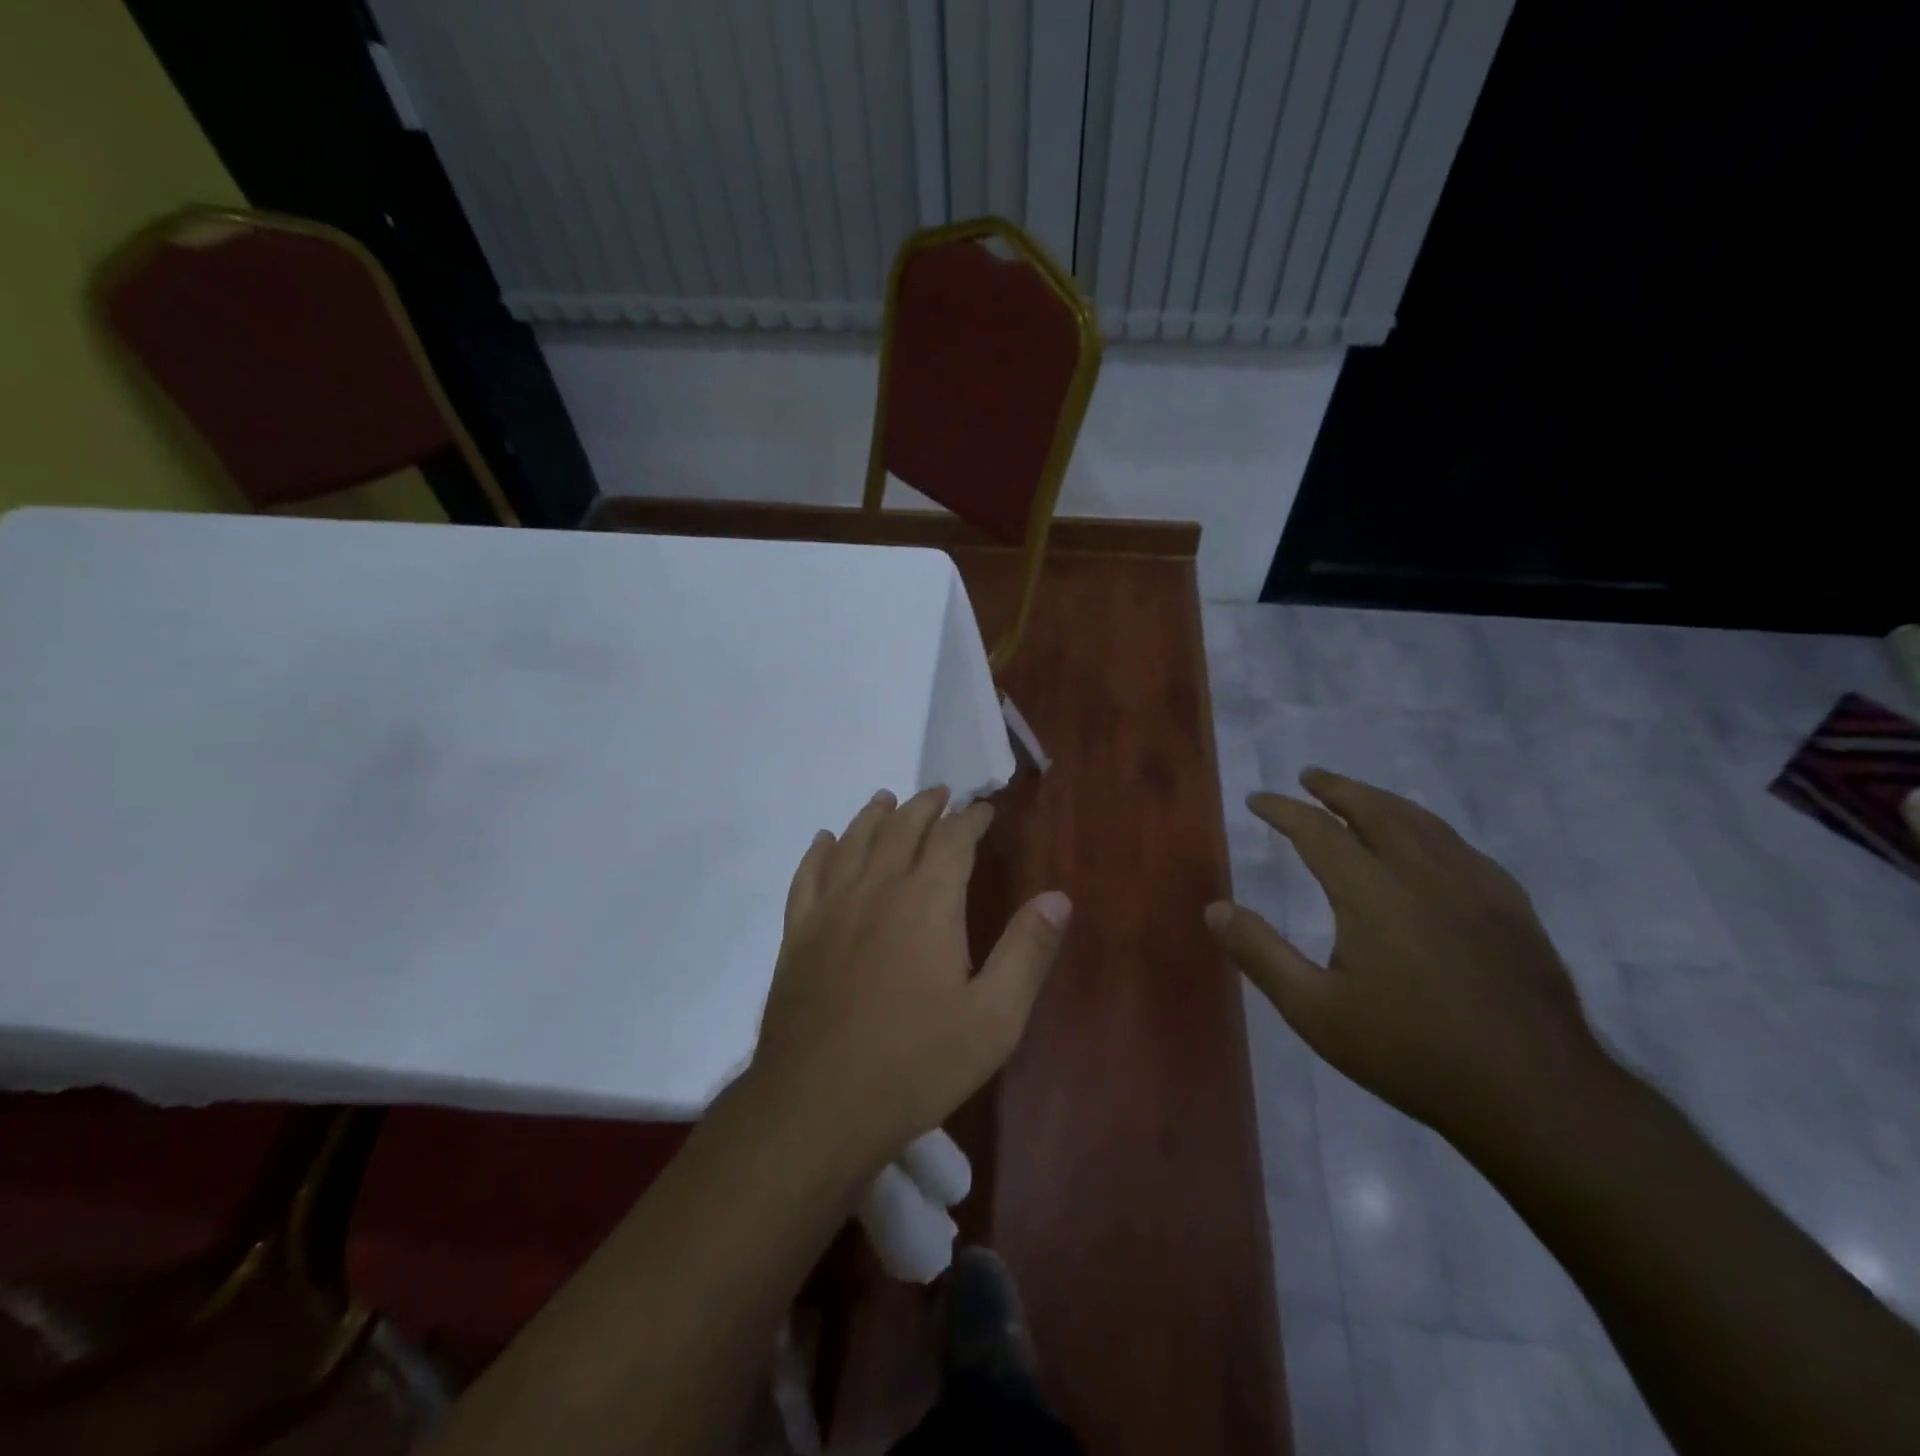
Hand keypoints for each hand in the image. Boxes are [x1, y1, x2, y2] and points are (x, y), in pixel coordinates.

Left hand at [749, 786, 1071, 1168]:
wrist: (817, 1105)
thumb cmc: (915, 1064)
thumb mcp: (993, 1019)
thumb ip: (1027, 952)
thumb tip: (1058, 897)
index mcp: (927, 903)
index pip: (953, 840)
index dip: (971, 818)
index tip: (984, 808)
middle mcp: (876, 889)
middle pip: (901, 829)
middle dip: (924, 806)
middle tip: (940, 793)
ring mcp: (830, 910)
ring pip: (854, 842)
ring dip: (873, 815)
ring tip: (886, 798)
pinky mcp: (797, 935)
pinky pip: (807, 876)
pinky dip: (819, 851)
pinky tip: (824, 841)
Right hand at [1206, 768, 1605, 1147]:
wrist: (1535, 1096)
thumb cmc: (1411, 1053)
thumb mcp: (1315, 1011)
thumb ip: (1260, 954)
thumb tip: (1214, 909)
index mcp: (1371, 892)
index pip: (1318, 831)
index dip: (1282, 810)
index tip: (1257, 799)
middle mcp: (1423, 873)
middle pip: (1374, 810)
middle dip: (1336, 788)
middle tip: (1309, 776)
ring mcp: (1475, 886)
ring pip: (1422, 822)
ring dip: (1382, 801)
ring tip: (1358, 798)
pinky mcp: (1511, 908)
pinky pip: (1461, 848)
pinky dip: (1429, 830)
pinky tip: (1428, 845)